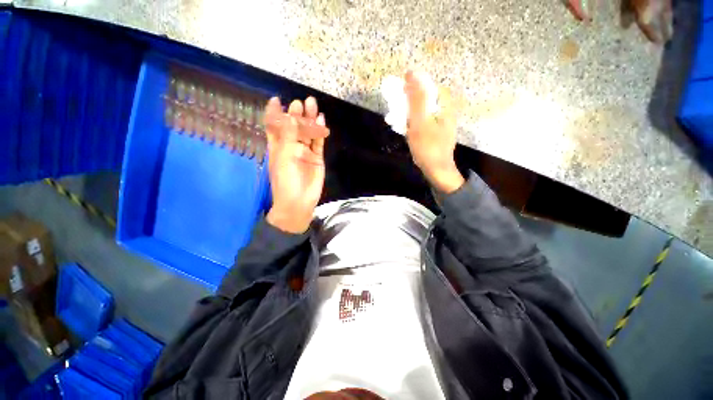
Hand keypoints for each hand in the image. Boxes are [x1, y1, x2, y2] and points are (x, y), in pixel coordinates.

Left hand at [264, 96, 328, 233]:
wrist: (300, 200)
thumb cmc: (286, 179)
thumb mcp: (284, 155)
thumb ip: (289, 135)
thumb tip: (292, 115)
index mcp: (277, 145)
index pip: (274, 125)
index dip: (274, 112)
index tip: (277, 99)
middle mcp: (291, 146)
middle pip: (294, 126)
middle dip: (296, 113)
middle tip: (300, 102)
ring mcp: (305, 151)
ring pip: (308, 132)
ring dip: (310, 119)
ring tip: (313, 104)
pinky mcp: (317, 157)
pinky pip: (318, 142)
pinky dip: (320, 132)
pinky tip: (321, 120)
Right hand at [404, 71, 464, 193]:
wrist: (437, 169)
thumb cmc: (428, 147)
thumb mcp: (420, 122)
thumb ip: (416, 98)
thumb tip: (411, 73)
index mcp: (445, 102)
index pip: (426, 84)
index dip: (410, 88)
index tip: (397, 97)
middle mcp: (445, 107)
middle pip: (423, 96)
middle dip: (407, 103)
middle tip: (396, 113)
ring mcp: (441, 118)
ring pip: (421, 108)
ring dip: (408, 112)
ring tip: (398, 121)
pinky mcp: (436, 127)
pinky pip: (422, 118)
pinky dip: (412, 121)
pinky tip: (405, 128)